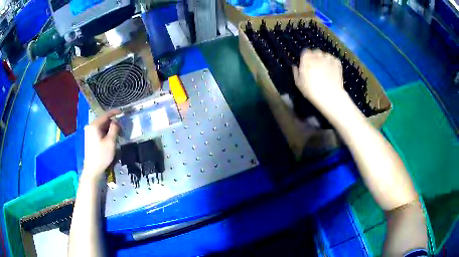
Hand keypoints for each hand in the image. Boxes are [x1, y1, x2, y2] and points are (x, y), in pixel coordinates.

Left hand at [83, 109, 120, 180]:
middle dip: (112, 122)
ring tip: (117, 132)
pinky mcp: (89, 138)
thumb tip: (116, 121)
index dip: (114, 112)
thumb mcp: (111, 142)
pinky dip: (105, 132)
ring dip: (109, 128)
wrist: (92, 169)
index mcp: (94, 125)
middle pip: (103, 120)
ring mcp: (89, 132)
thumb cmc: (102, 155)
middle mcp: (90, 126)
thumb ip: (114, 128)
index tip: (122, 112)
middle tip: (121, 126)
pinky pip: (98, 130)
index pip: (105, 114)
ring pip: (101, 126)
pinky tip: (110, 137)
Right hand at [292, 49, 346, 108]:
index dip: (306, 57)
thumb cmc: (311, 90)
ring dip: (324, 60)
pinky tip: (332, 72)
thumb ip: (296, 72)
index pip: (305, 51)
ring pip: (325, 55)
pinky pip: (333, 60)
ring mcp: (328, 57)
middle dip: (316, 57)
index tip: (307, 64)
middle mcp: (317, 54)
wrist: (330, 95)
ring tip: (325, 70)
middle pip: (316, 52)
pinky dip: (332, 64)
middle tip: (316, 68)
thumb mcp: (298, 83)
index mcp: (306, 57)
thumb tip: (295, 66)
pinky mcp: (337, 62)